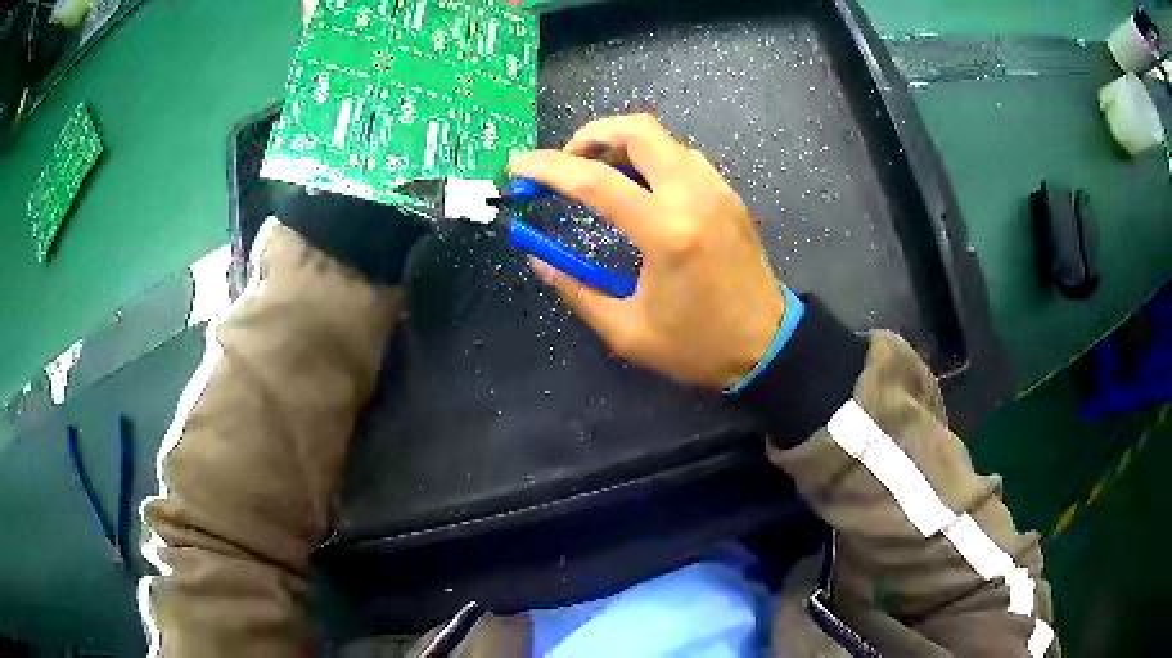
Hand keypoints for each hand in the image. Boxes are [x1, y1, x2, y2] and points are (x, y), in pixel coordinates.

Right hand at [510, 114, 784, 388]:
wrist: (766, 346)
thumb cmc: (697, 345)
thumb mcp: (627, 331)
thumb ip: (576, 291)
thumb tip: (538, 260)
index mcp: (666, 232)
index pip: (595, 180)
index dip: (547, 168)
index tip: (518, 167)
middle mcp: (693, 196)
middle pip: (637, 130)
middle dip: (590, 135)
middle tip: (566, 162)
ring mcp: (716, 190)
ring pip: (662, 138)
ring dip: (622, 144)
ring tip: (597, 174)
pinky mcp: (728, 195)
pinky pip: (682, 156)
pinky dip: (651, 158)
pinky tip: (639, 188)